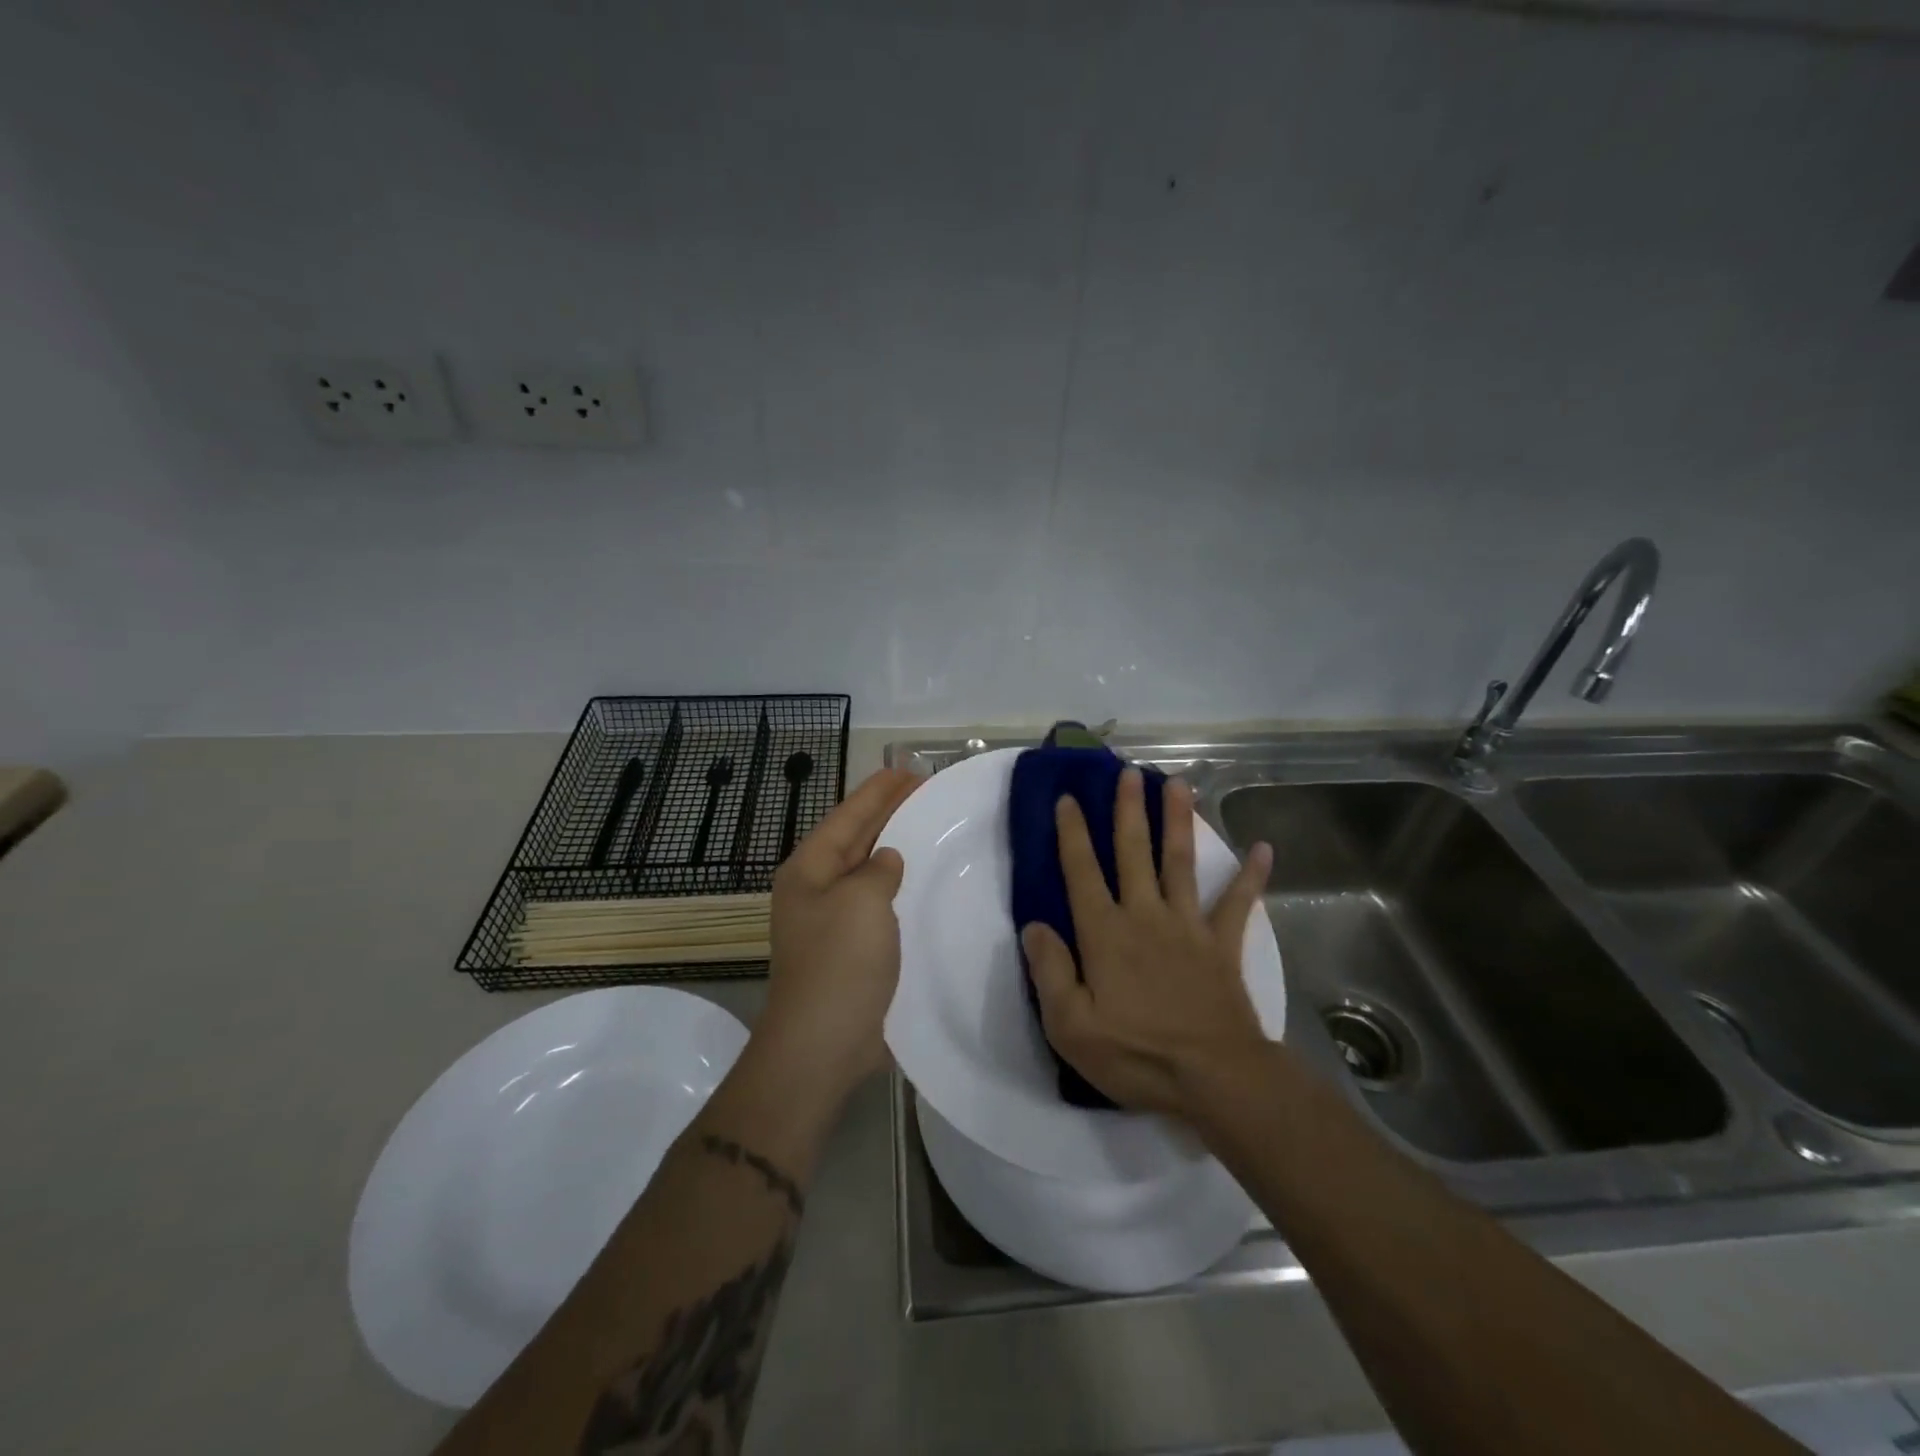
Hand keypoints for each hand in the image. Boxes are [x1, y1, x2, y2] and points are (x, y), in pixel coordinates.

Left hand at [755, 768, 921, 1105]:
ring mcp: (831, 921)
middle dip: (887, 812)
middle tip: (924, 789)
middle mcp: (815, 889)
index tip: (908, 770)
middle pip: (854, 838)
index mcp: (809, 869)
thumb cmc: (840, 962)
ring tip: (927, 826)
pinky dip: (898, 887)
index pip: (847, 815)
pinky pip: (877, 904)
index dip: (878, 791)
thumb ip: (878, 869)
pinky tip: (922, 883)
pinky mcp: (850, 950)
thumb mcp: (862, 900)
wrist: (822, 1043)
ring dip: (894, 848)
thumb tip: (886, 860)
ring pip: (866, 871)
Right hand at [1022, 767, 1273, 1119]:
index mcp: (1105, 933)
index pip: (1082, 872)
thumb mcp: (1070, 1026)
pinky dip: (1252, 877)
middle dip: (1128, 809)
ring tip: (1178, 783)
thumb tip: (1034, 926)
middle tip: (1127, 771)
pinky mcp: (1222, 945)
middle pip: (1133, 852)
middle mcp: (1144, 916)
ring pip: (1180, 862)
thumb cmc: (1136, 1054)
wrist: (1215, 1078)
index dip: (1073, 833)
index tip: (1069, 798)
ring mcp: (1188, 926)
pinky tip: (1264, 848)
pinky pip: (1238, 904)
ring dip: (1178, 821)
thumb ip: (1049, 971)